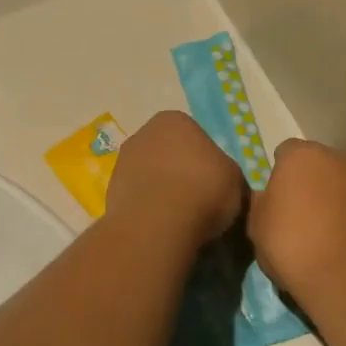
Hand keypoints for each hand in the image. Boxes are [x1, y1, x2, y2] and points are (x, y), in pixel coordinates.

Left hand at [106, 111, 246, 248]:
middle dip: (180, 172)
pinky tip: (162, 226)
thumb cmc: (203, 190)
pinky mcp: (110, 191)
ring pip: (151, 175)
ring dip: (162, 190)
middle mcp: (143, 133)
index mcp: (174, 120)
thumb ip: (227, 173)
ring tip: (180, 217)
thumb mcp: (235, 180)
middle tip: (198, 199)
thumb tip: (223, 182)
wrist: (157, 225)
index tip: (214, 182)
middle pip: (169, 153)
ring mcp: (122, 162)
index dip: (206, 160)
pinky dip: (149, 208)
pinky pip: (139, 197)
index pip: (194, 135)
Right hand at [248, 139, 345, 295]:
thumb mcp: (257, 226)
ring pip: (342, 182)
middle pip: (318, 163)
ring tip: (325, 230)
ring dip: (334, 196)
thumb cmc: (290, 244)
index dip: (280, 173)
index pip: (286, 152)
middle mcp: (337, 158)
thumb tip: (267, 196)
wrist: (344, 275)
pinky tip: (345, 240)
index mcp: (301, 156)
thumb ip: (261, 202)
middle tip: (300, 214)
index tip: (277, 199)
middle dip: (310, 181)